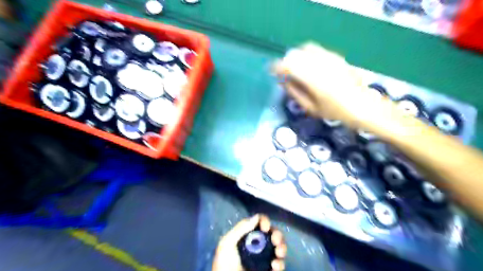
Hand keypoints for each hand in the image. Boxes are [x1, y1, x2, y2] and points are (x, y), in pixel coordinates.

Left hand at [212, 215, 285, 269]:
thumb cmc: (225, 264)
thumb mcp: (227, 244)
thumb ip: (240, 228)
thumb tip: (256, 217)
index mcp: (247, 235)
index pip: (259, 223)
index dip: (264, 221)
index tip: (265, 227)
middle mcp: (257, 245)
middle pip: (272, 233)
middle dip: (277, 234)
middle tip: (275, 240)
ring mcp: (264, 258)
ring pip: (279, 247)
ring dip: (282, 247)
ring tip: (279, 252)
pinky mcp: (269, 270)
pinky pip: (280, 264)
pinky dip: (281, 263)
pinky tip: (275, 265)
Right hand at [274, 43, 389, 128]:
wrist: (362, 106)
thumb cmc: (335, 112)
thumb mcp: (311, 108)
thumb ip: (295, 93)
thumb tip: (283, 82)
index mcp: (313, 79)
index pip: (288, 65)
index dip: (277, 67)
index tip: (272, 72)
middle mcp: (320, 64)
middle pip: (295, 55)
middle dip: (286, 62)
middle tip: (283, 73)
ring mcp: (330, 58)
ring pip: (305, 49)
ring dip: (296, 57)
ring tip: (295, 68)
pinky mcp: (337, 57)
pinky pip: (317, 50)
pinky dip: (307, 55)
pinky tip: (309, 66)